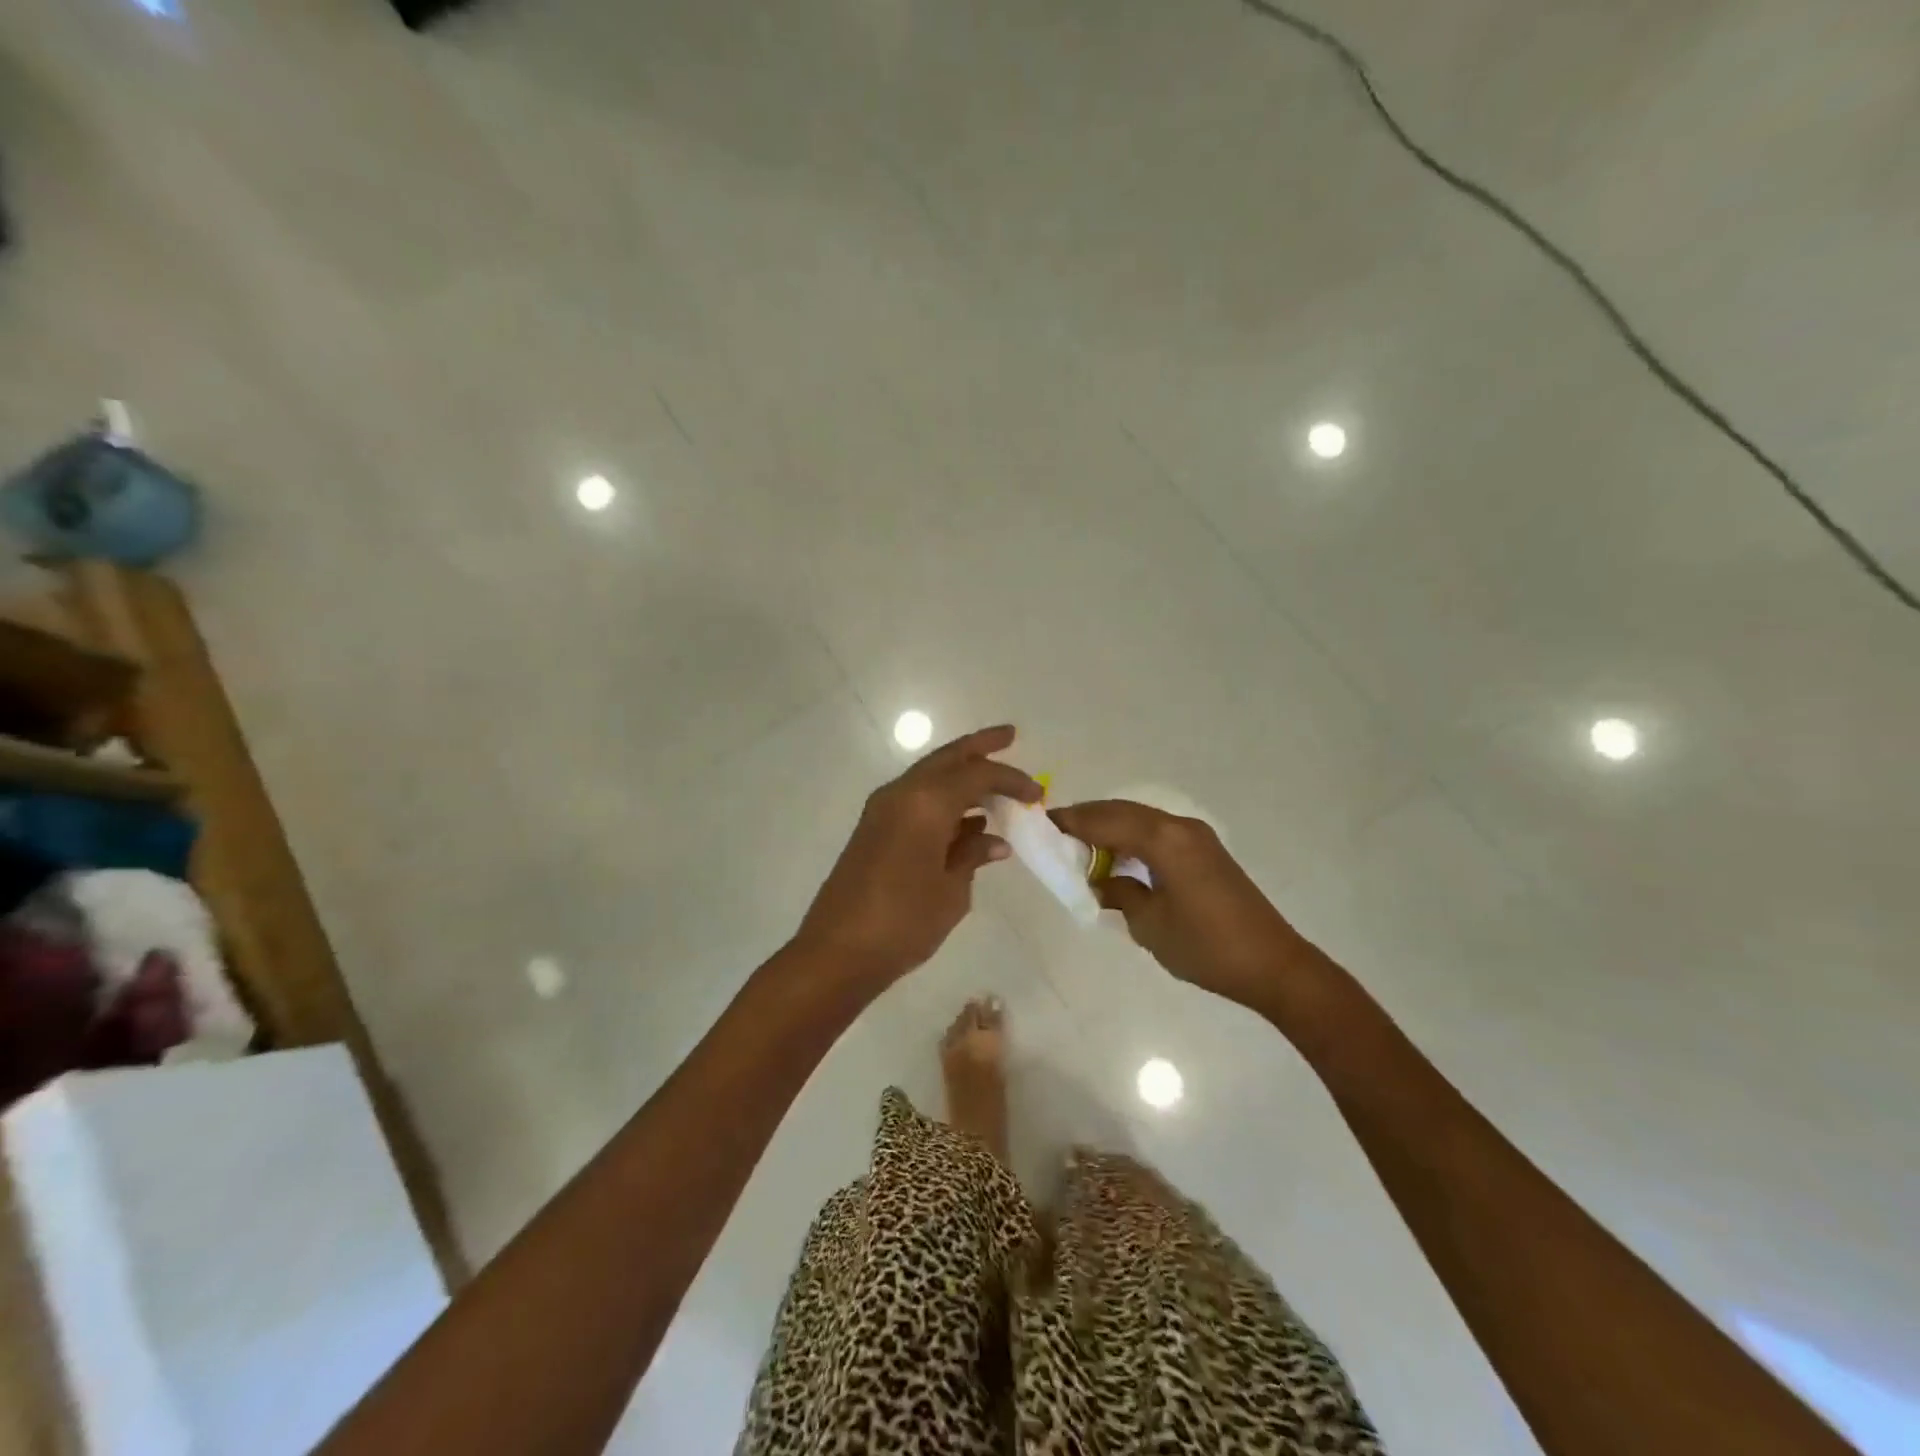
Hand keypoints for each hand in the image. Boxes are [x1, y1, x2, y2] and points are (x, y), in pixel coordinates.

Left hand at [794, 725, 1040, 991]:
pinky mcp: (873, 829)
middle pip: (947, 759)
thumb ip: (973, 856)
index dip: (1011, 779)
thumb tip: (994, 840)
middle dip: (979, 746)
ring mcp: (882, 810)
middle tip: (1010, 735)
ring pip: (929, 776)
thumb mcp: (951, 891)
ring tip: (994, 781)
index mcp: (925, 803)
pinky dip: (943, 801)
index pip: (977, 774)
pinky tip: (967, 821)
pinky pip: (916, 800)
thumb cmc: (903, 923)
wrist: (837, 952)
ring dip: (961, 775)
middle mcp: (901, 794)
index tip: (1037, 795)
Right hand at [1050, 800, 1306, 1013]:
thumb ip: (1119, 894)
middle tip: (1057, 833)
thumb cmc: (1206, 947)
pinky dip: (1131, 838)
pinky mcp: (1206, 851)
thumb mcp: (1149, 925)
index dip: (1072, 821)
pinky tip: (1117, 857)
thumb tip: (1102, 882)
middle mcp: (1180, 827)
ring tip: (1080, 846)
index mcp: (1164, 840)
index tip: (1042, 824)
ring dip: (1110, 827)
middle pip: (1122, 811)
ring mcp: (1196, 837)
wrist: (1273, 965)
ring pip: (1140, 819)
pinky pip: (1157, 832)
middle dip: (1088, 819)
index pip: (1106, 820)